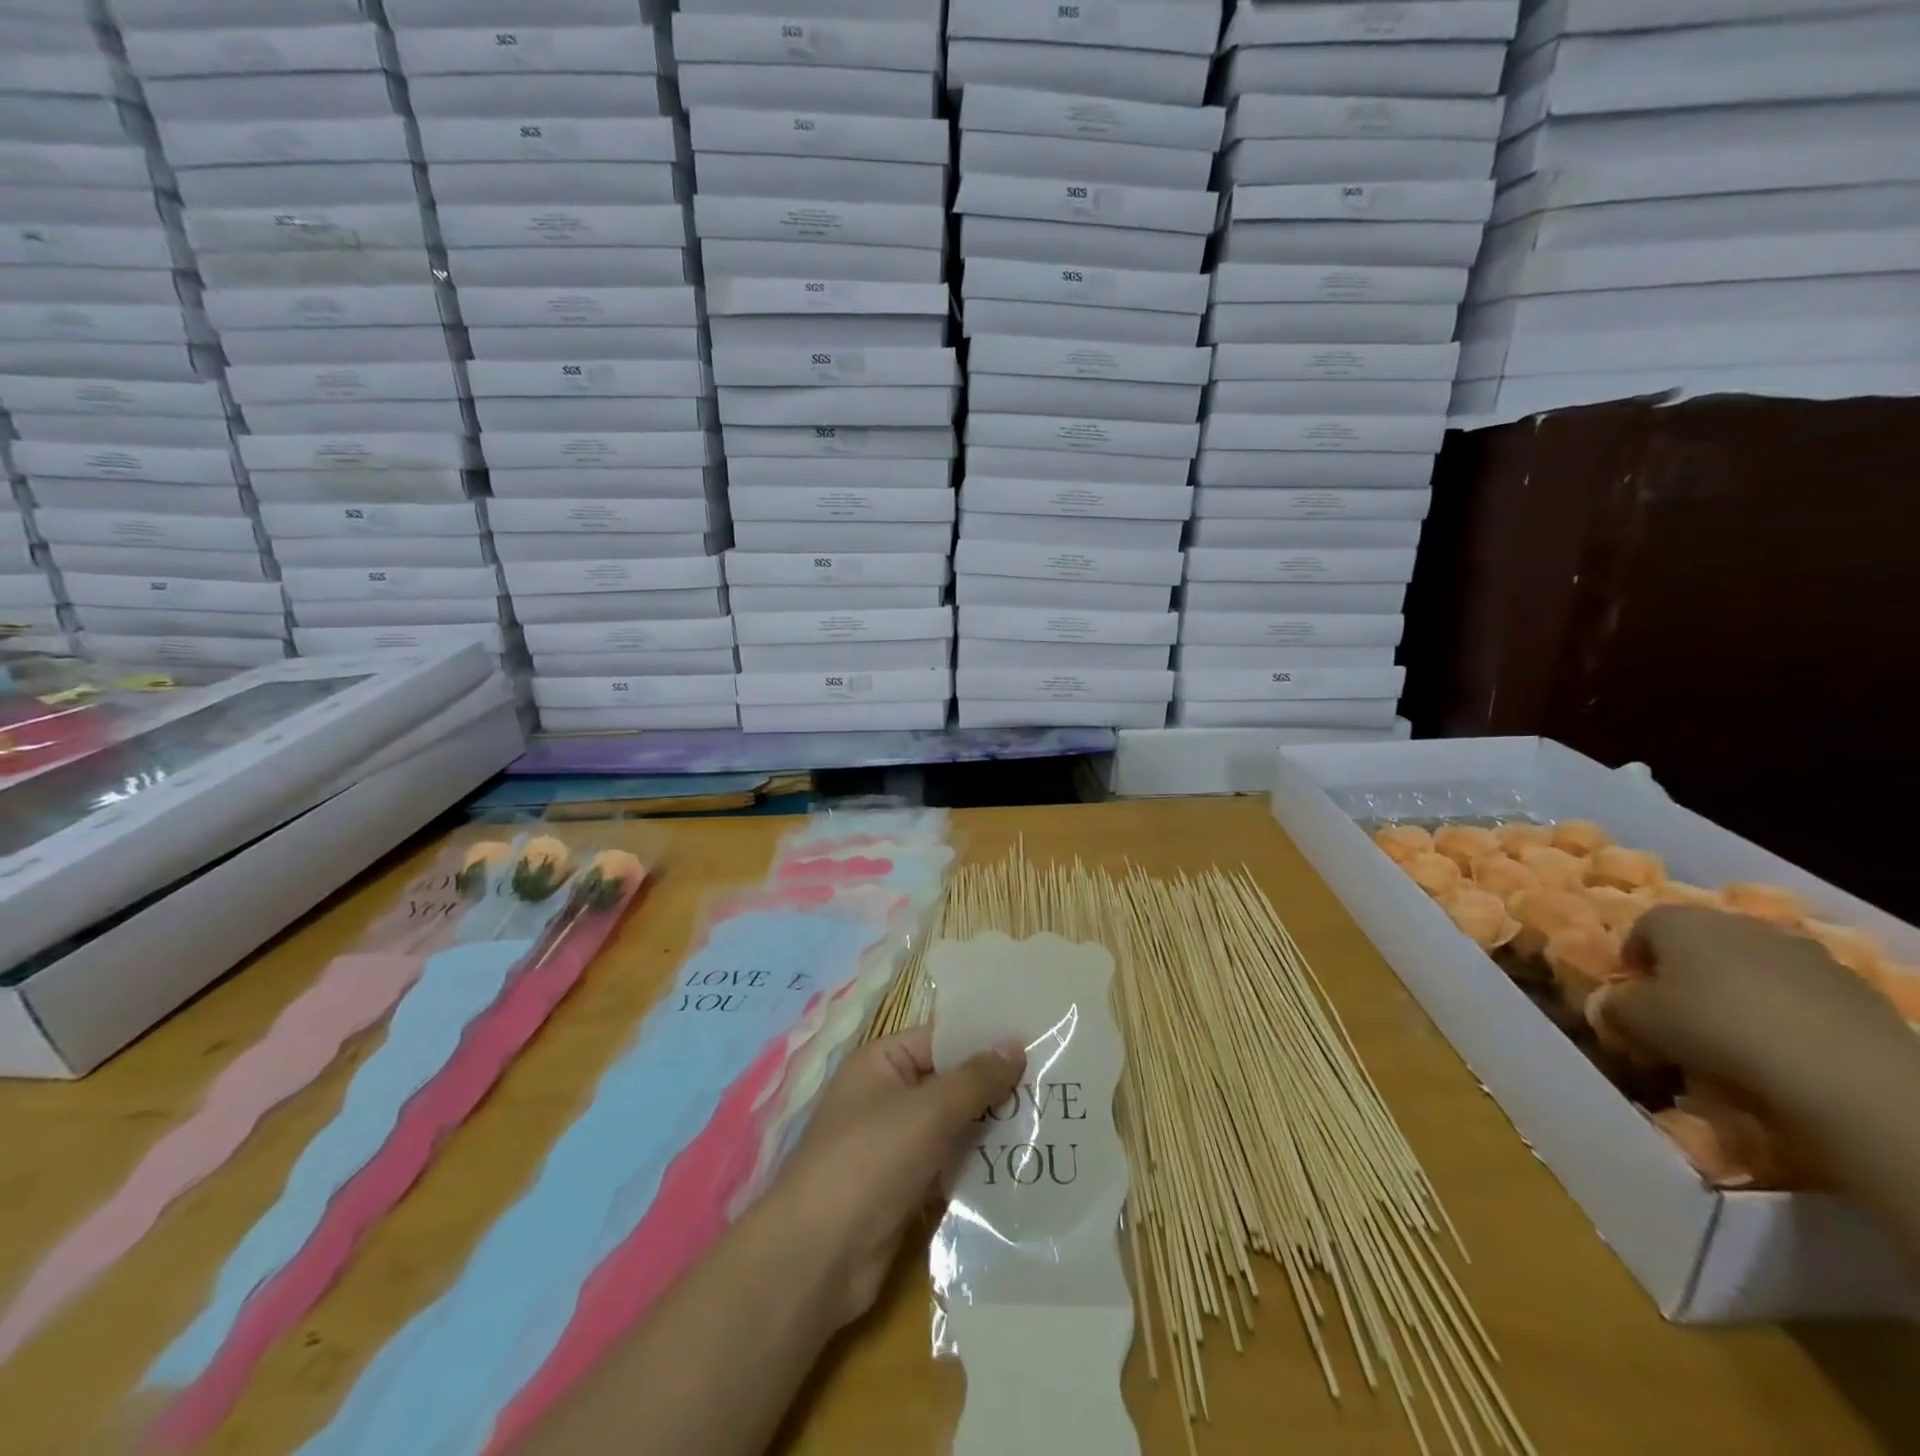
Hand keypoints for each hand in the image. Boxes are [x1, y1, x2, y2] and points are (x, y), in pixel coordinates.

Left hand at [770, 1027, 1024, 1329]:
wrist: (818, 1258)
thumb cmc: (869, 1161)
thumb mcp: (927, 1111)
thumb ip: (974, 1079)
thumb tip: (1015, 1043)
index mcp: (881, 1063)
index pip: (941, 1039)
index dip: (984, 1042)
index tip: (1035, 1044)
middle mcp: (886, 1097)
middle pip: (949, 1084)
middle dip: (994, 1089)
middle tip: (1052, 1087)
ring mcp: (894, 1146)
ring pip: (952, 1128)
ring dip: (991, 1130)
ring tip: (1047, 1124)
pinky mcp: (904, 1190)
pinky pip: (948, 1166)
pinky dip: (977, 1167)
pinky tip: (1020, 1168)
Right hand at [1600, 906, 1916, 1117]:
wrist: (1841, 1069)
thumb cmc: (1712, 1027)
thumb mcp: (1636, 1021)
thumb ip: (1614, 1006)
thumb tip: (1610, 1005)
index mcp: (1679, 920)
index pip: (1642, 927)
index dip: (1634, 959)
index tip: (1634, 993)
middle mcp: (1738, 923)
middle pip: (1701, 942)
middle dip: (1688, 971)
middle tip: (1681, 1012)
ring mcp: (1802, 951)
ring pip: (1754, 966)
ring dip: (1740, 990)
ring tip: (1737, 1035)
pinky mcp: (1853, 987)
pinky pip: (1802, 994)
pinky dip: (1787, 1012)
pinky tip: (1785, 1047)